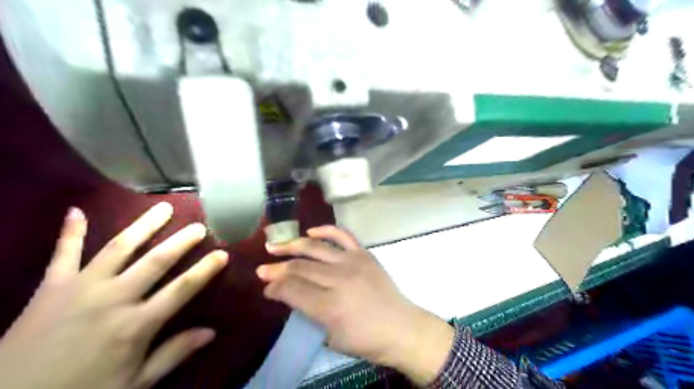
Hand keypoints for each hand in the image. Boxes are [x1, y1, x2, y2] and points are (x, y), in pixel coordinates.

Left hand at [0, 204, 227, 388]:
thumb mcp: (135, 383)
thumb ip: (173, 354)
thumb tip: (211, 332)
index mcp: (136, 324)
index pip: (182, 289)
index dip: (205, 270)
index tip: (223, 254)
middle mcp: (114, 298)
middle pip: (156, 261)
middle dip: (181, 241)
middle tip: (199, 226)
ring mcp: (81, 288)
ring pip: (120, 248)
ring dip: (144, 226)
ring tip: (162, 208)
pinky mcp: (51, 287)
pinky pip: (63, 254)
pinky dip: (70, 232)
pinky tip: (75, 211)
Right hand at [257, 225, 453, 385]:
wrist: (400, 327)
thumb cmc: (365, 339)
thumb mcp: (330, 336)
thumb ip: (307, 312)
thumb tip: (287, 294)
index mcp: (330, 306)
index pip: (292, 290)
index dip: (275, 287)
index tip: (266, 288)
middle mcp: (339, 279)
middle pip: (300, 268)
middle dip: (276, 269)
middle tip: (262, 268)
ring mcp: (353, 262)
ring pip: (315, 248)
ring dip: (292, 245)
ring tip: (275, 246)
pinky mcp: (364, 254)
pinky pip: (343, 235)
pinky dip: (325, 230)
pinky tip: (311, 232)